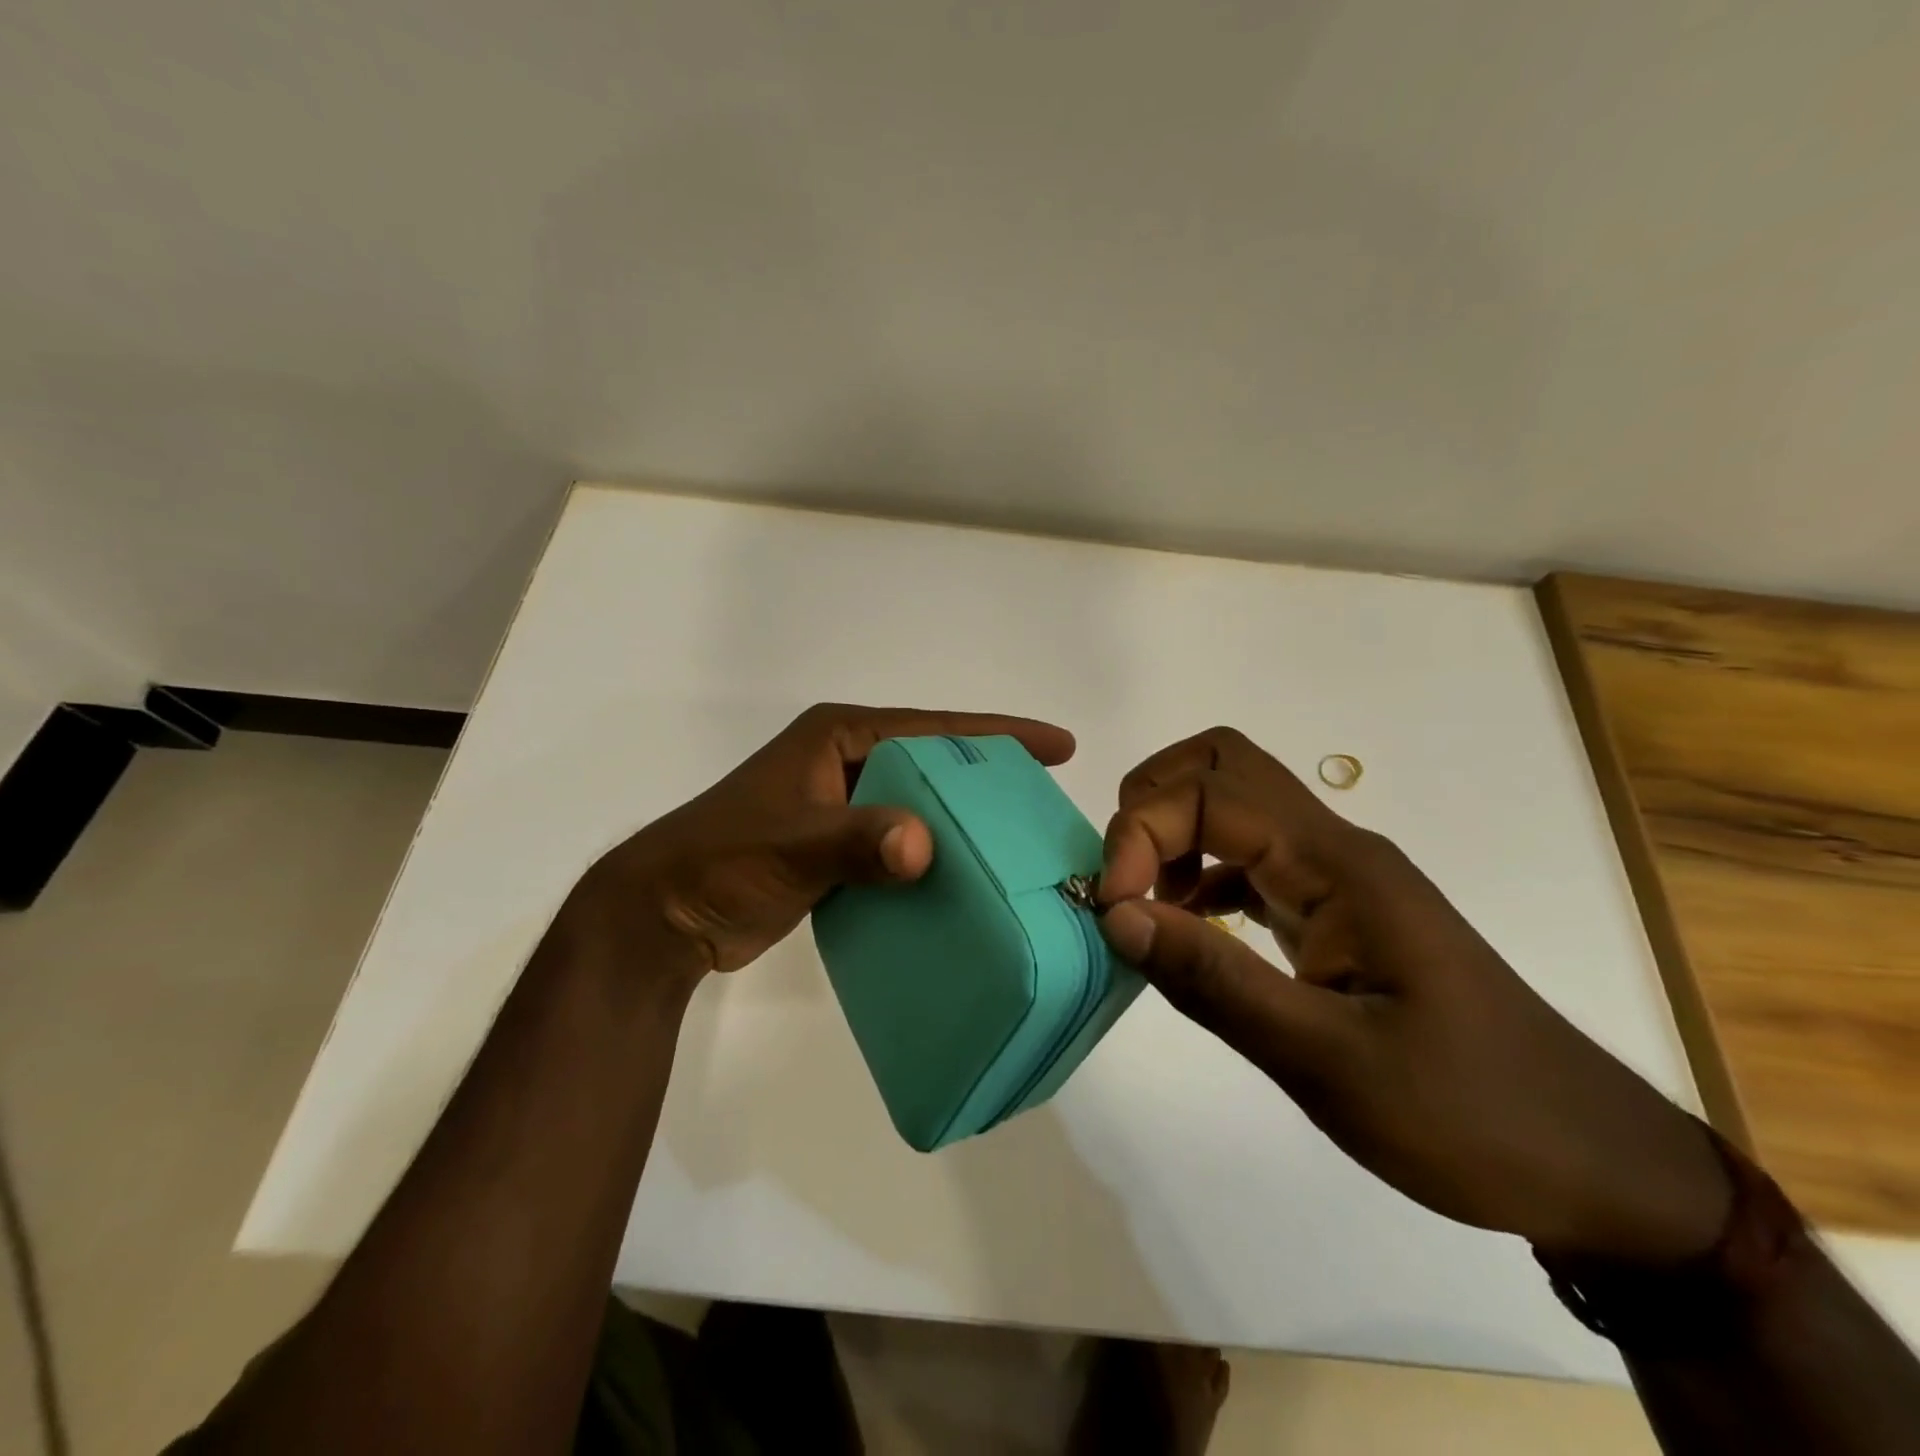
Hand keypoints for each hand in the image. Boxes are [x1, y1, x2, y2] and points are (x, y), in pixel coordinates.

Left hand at [565, 703, 1074, 990]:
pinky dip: (930, 854)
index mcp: (838, 737)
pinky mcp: (836, 846)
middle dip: (986, 776)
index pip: (932, 728)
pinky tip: (965, 878)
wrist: (664, 916)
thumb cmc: (723, 862)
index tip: (1058, 745)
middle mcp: (844, 761)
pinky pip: (898, 841)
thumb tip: (923, 848)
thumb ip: (856, 841)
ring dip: (961, 820)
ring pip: (918, 804)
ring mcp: (839, 804)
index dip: (997, 733)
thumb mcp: (792, 844)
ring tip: (1018, 840)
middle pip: (933, 763)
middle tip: (1045, 799)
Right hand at [1096, 727, 1731, 1264]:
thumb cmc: (1469, 1114)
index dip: (1141, 832)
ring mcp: (1337, 877)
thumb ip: (1212, 981)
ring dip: (1170, 834)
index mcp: (1338, 866)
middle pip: (1224, 765)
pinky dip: (1197, 875)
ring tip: (1141, 907)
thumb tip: (1115, 915)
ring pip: (1234, 806)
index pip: (1212, 793)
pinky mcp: (1334, 910)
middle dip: (1150, 804)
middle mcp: (1335, 849)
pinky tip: (1184, 930)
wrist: (1593, 1164)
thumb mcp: (1328, 1062)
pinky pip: (1247, 859)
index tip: (1112, 908)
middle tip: (1121, 880)